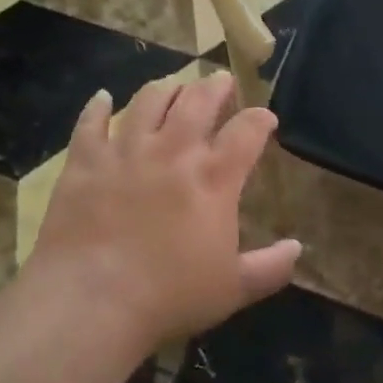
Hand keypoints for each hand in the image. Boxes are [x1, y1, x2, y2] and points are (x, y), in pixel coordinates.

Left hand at [24, 73, 301, 350]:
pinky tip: (102, 98)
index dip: (260, 119)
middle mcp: (173, 152)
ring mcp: (125, 152)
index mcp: (214, 178)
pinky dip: (97, 107)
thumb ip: (270, 267)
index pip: (247, 131)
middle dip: (215, 86)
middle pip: (198, 101)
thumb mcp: (233, 289)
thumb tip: (298, 249)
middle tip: (221, 81)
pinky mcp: (85, 162)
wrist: (91, 302)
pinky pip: (90, 123)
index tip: (266, 118)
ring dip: (166, 88)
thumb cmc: (170, 297)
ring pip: (148, 101)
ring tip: (173, 86)